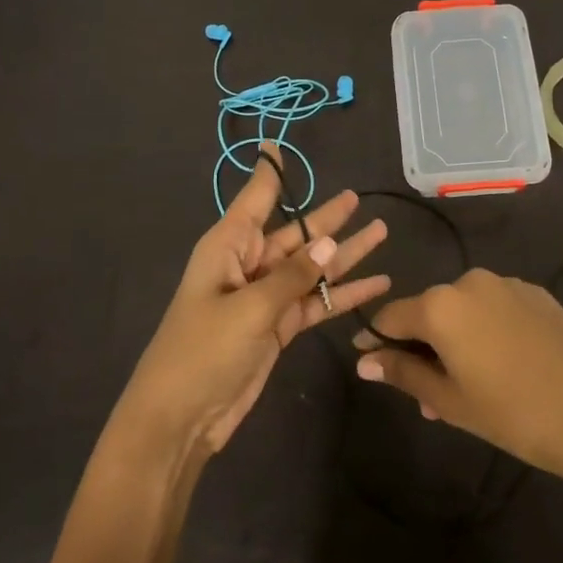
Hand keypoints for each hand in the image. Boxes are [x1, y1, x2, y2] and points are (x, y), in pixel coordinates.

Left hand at [119, 146, 389, 457]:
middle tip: (359, 198)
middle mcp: (248, 264)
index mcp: (229, 246)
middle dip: (327, 218)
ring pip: (311, 268)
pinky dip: (343, 295)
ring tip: (381, 233)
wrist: (181, 418)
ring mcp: (265, 297)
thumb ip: (292, 277)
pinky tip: (376, 285)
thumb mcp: (249, 309)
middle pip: (295, 234)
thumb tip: (329, 243)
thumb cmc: (203, 352)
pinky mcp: (278, 327)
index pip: (255, 199)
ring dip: (345, 254)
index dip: (270, 172)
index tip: (277, 144)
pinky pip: (316, 301)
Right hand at [353, 268, 562, 482]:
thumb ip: (402, 373)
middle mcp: (470, 282)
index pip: (392, 316)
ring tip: (468, 385)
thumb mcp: (448, 400)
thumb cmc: (510, 413)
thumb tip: (365, 361)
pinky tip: (503, 363)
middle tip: (428, 395)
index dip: (377, 339)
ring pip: (464, 310)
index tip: (370, 360)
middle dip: (422, 348)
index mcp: (441, 305)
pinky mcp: (536, 293)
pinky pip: (496, 307)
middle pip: (430, 311)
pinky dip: (487, 329)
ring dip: (456, 339)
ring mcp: (507, 284)